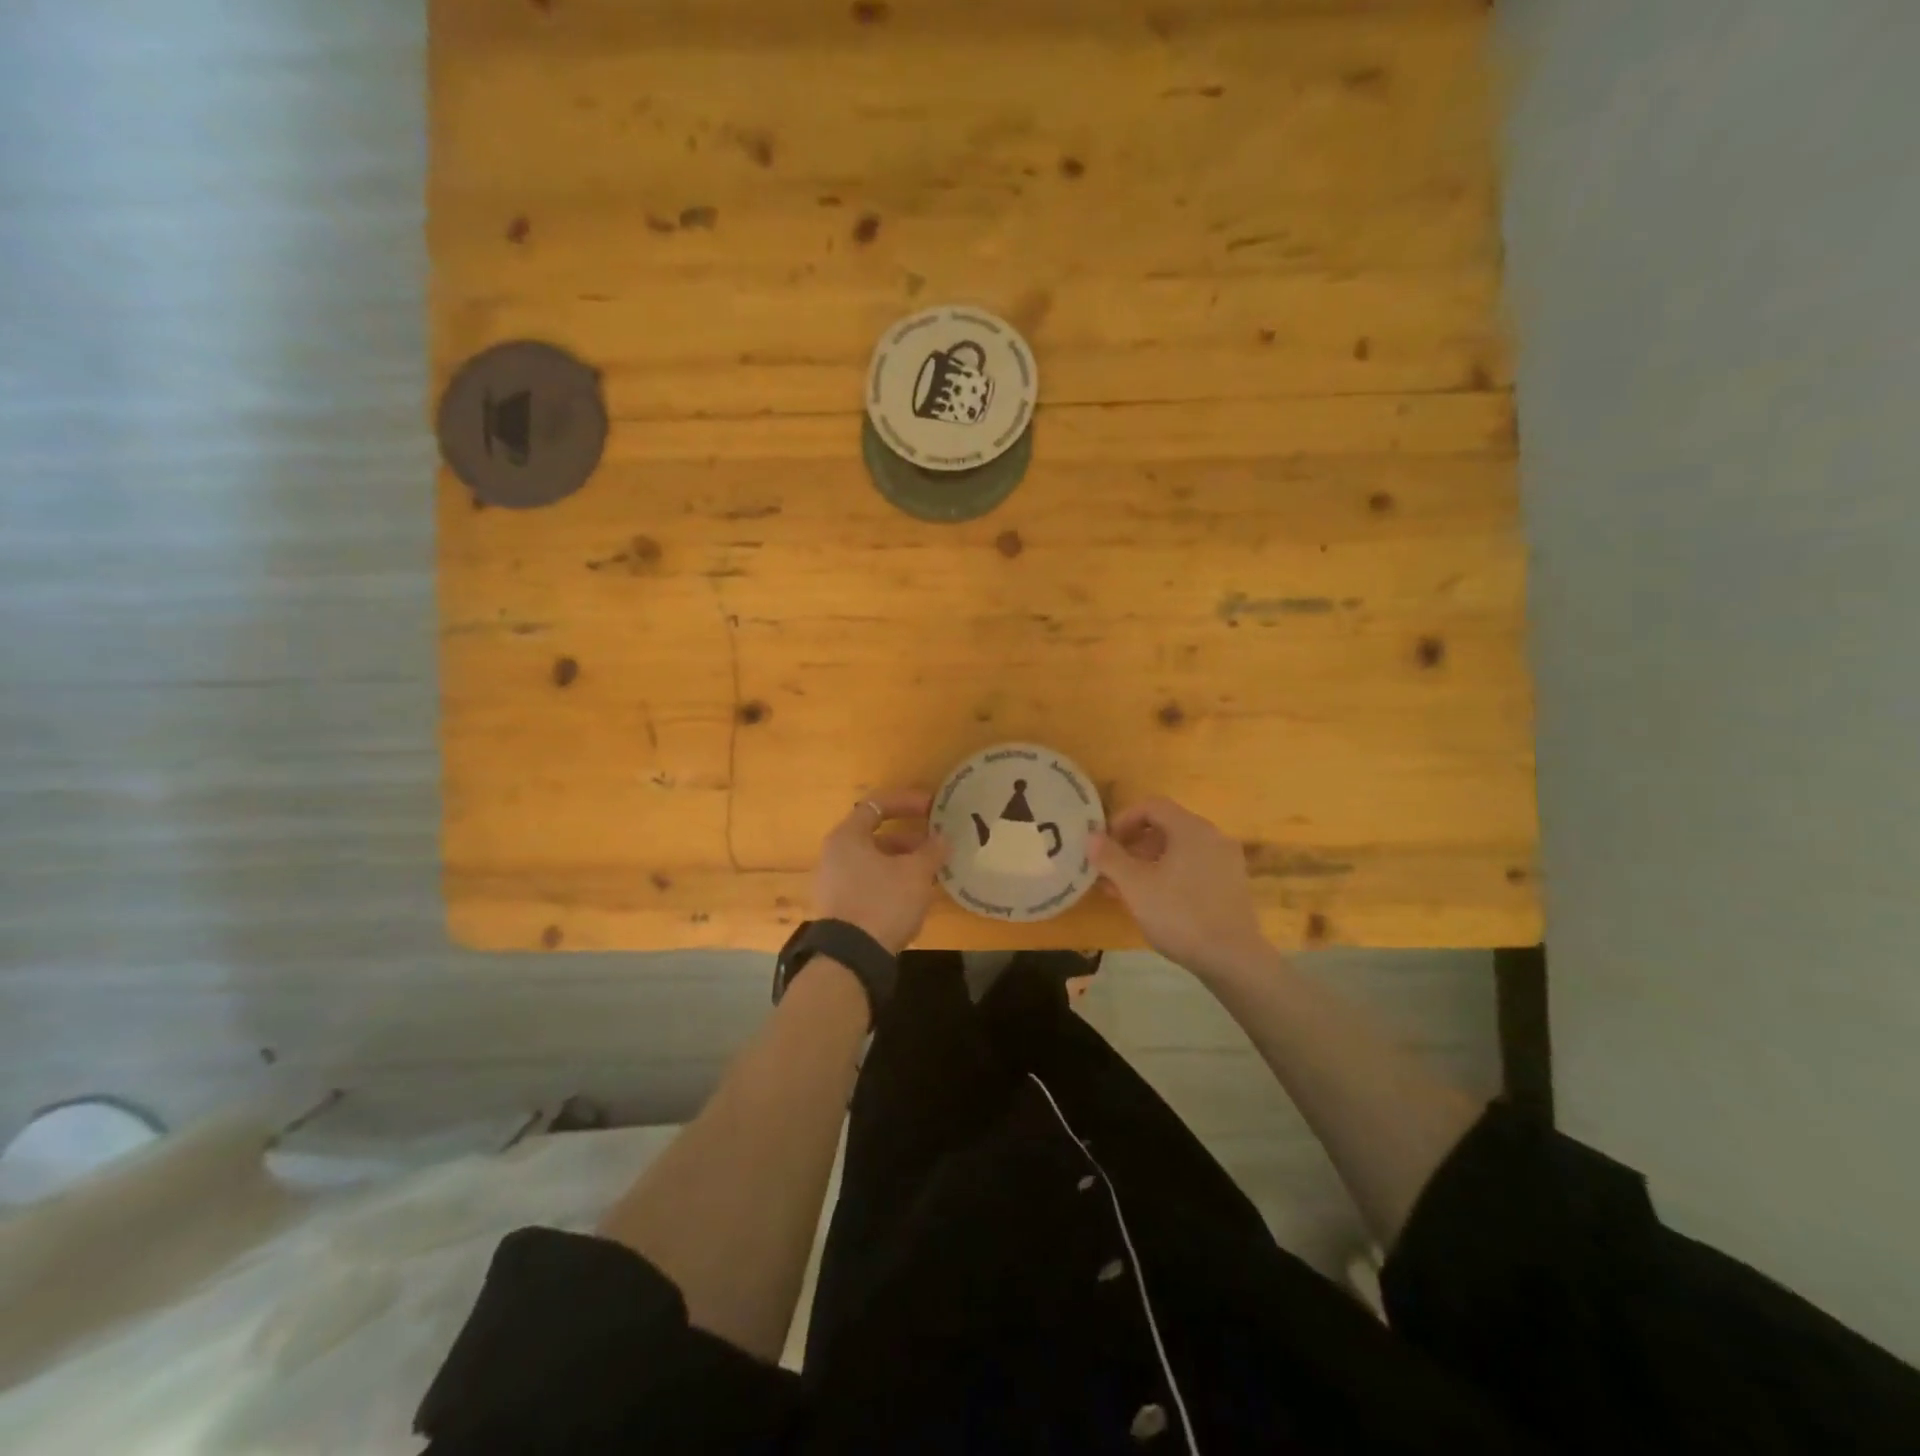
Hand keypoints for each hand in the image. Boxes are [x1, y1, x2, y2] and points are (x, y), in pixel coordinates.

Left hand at [811, 788, 949, 954]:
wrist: (851, 958)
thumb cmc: (883, 902)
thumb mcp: (915, 874)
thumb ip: (932, 851)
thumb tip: (942, 838)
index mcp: (847, 837)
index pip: (877, 805)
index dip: (907, 802)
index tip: (933, 808)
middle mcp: (834, 855)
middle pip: (875, 836)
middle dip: (909, 840)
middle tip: (935, 846)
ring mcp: (833, 883)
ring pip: (874, 863)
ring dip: (903, 864)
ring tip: (930, 875)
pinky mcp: (839, 909)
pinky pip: (868, 885)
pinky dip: (891, 884)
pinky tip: (913, 899)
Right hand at [1089, 797, 1269, 980]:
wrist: (1233, 959)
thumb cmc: (1179, 915)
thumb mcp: (1135, 886)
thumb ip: (1110, 857)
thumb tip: (1091, 836)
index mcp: (1191, 828)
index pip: (1152, 806)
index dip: (1123, 819)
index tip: (1105, 844)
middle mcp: (1213, 837)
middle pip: (1166, 827)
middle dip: (1133, 845)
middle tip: (1111, 869)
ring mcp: (1226, 861)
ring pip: (1179, 850)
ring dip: (1148, 862)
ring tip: (1127, 890)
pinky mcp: (1232, 885)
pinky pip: (1194, 867)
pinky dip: (1170, 875)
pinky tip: (1155, 902)